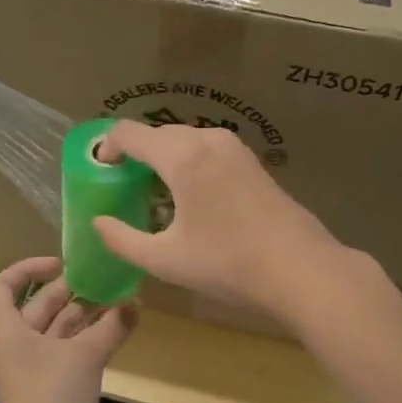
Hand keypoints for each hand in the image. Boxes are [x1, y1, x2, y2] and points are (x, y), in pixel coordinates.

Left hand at [0, 256, 136, 402]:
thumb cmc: (51, 398)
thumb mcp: (85, 356)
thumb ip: (111, 326)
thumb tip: (135, 303)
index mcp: (8, 330)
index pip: (4, 285)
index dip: (28, 268)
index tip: (61, 264)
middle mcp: (15, 346)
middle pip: (38, 307)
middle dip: (69, 292)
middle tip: (104, 279)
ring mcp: (31, 370)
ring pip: (56, 332)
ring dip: (84, 317)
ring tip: (119, 302)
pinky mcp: (48, 391)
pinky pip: (66, 355)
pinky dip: (87, 342)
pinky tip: (115, 334)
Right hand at [91, 121, 344, 325]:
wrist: (302, 269)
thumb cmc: (227, 263)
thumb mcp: (165, 259)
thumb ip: (122, 239)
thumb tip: (99, 223)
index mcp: (181, 155)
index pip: (128, 133)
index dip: (107, 149)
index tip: (101, 175)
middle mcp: (207, 139)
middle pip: (157, 134)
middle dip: (135, 156)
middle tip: (124, 190)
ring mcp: (234, 148)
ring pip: (184, 142)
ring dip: (163, 161)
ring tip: (155, 198)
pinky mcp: (252, 162)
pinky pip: (207, 152)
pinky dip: (189, 165)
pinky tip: (191, 201)